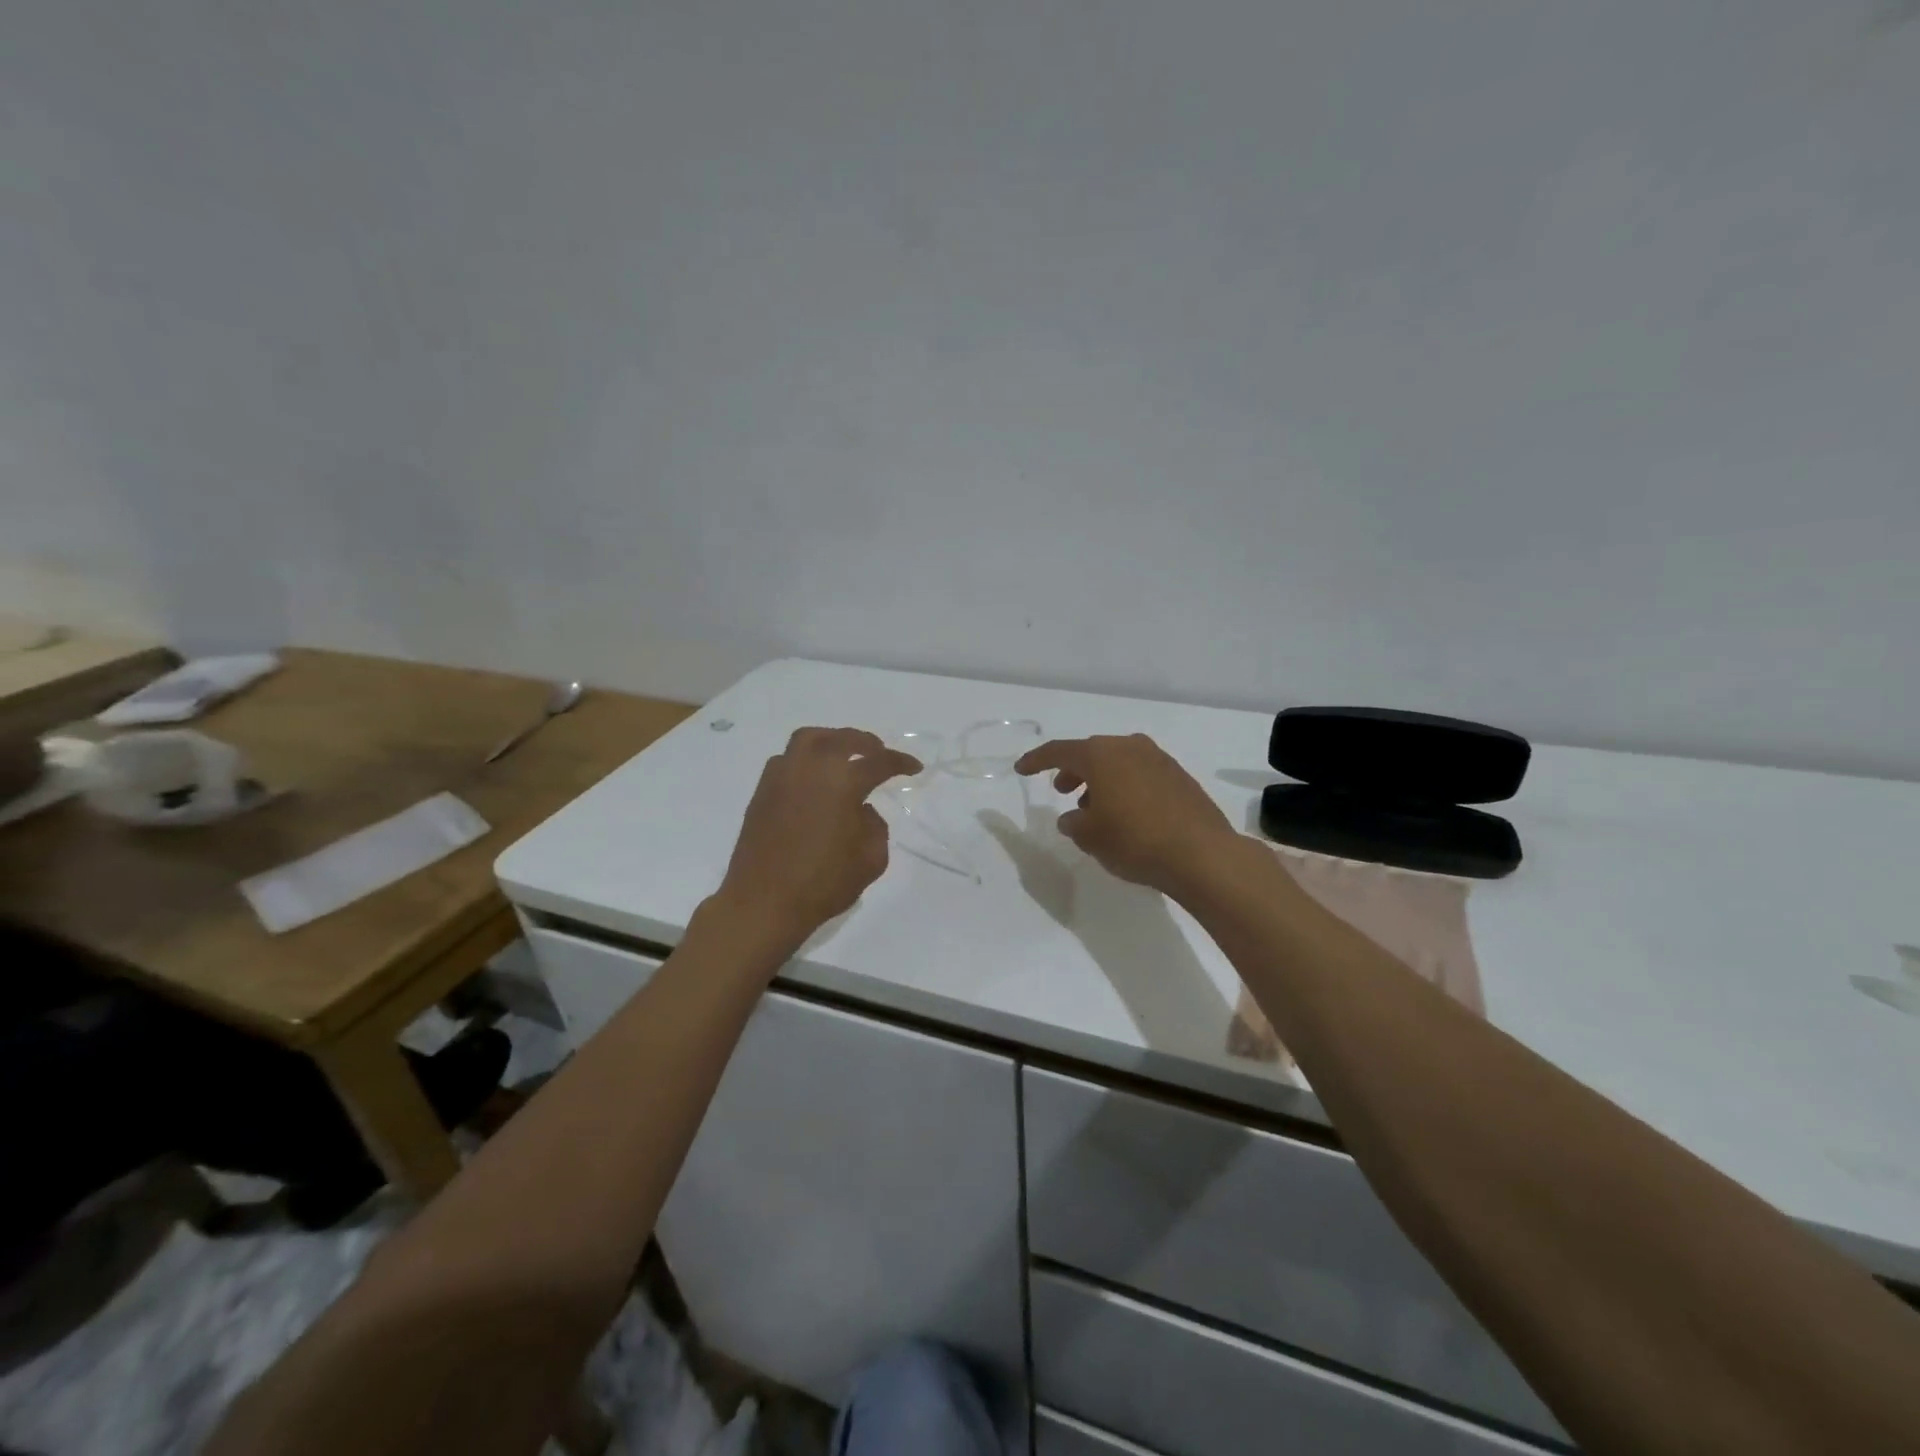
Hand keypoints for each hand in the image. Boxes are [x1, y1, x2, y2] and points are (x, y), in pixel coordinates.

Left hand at [714, 728, 921, 945]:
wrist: (763, 903)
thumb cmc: (822, 883)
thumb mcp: (871, 860)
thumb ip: (875, 827)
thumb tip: (862, 811)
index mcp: (842, 782)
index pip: (878, 762)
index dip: (900, 762)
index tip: (914, 768)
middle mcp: (810, 768)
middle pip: (842, 739)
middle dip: (866, 743)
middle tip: (879, 753)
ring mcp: (782, 776)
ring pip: (809, 739)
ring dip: (832, 740)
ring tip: (844, 755)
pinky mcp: (762, 791)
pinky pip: (787, 759)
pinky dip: (806, 758)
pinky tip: (813, 778)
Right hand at [1016, 733, 1246, 897]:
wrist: (1202, 854)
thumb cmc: (1135, 840)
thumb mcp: (1091, 837)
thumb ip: (1074, 823)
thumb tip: (1073, 818)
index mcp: (1101, 755)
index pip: (1059, 751)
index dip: (1037, 760)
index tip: (1021, 769)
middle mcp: (1129, 747)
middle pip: (1092, 754)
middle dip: (1073, 771)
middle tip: (1062, 791)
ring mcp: (1159, 759)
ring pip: (1118, 763)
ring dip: (1101, 781)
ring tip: (1094, 810)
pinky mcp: (1179, 777)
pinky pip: (1140, 774)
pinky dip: (1125, 787)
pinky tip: (1126, 814)